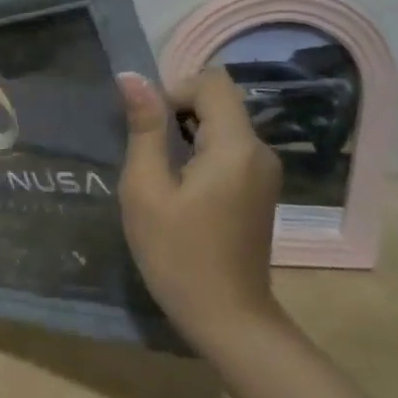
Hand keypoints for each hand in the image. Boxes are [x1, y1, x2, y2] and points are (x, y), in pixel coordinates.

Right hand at [117, 68, 283, 345]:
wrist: (229, 320)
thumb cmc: (179, 255)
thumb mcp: (146, 190)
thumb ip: (144, 129)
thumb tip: (132, 78)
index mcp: (235, 145)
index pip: (210, 82)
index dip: (173, 91)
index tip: (148, 130)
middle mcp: (259, 151)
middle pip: (218, 102)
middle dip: (178, 114)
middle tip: (148, 155)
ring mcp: (265, 172)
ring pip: (223, 125)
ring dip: (187, 136)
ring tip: (161, 176)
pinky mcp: (261, 190)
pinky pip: (230, 150)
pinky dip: (202, 155)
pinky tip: (182, 192)